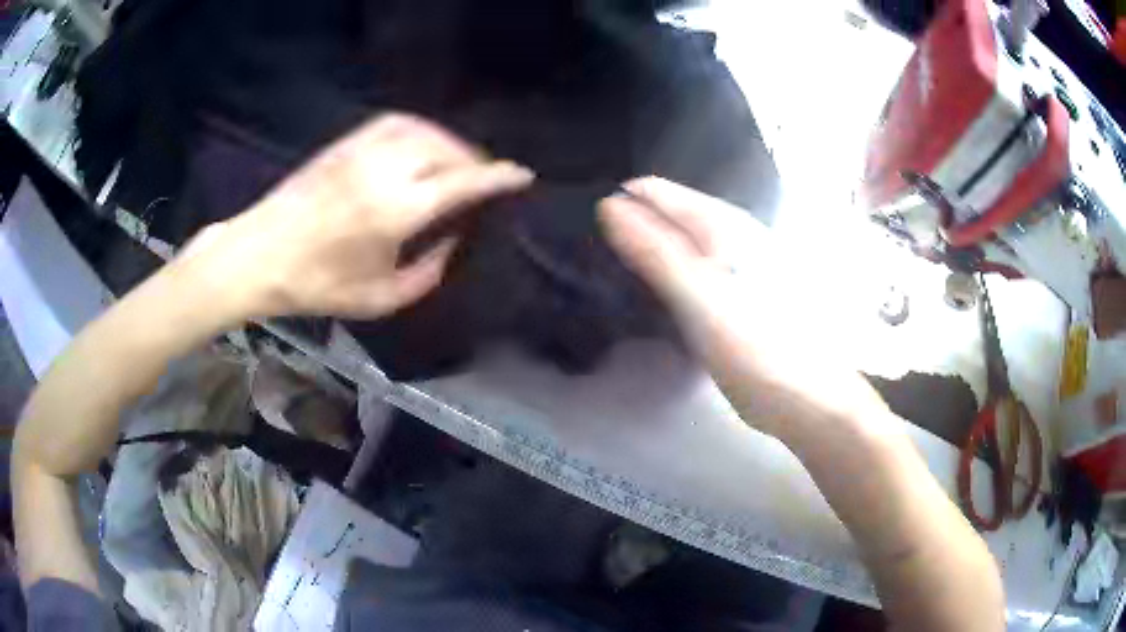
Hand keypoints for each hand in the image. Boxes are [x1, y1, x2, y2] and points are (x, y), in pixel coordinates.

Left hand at [177, 114, 533, 319]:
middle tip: (485, 177)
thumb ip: (426, 274)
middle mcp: (383, 171)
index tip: (521, 175)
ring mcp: (361, 151)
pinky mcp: (343, 144)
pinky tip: (421, 145)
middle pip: (446, 149)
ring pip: (423, 129)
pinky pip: (394, 123)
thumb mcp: (378, 299)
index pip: (462, 182)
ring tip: (456, 160)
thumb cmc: (316, 285)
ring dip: (449, 141)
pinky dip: (419, 129)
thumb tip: (451, 244)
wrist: (258, 256)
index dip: (497, 177)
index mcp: (395, 211)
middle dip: (474, 159)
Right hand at [599, 177, 886, 437]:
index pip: (653, 191)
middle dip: (627, 231)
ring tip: (608, 280)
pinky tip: (644, 298)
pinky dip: (661, 279)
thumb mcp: (700, 298)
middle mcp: (725, 235)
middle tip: (591, 264)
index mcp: (721, 224)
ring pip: (672, 244)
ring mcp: (728, 266)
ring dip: (641, 256)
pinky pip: (683, 273)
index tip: (584, 235)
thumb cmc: (757, 348)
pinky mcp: (727, 296)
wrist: (805, 399)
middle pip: (662, 215)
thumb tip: (609, 205)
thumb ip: (655, 250)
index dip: (617, 205)